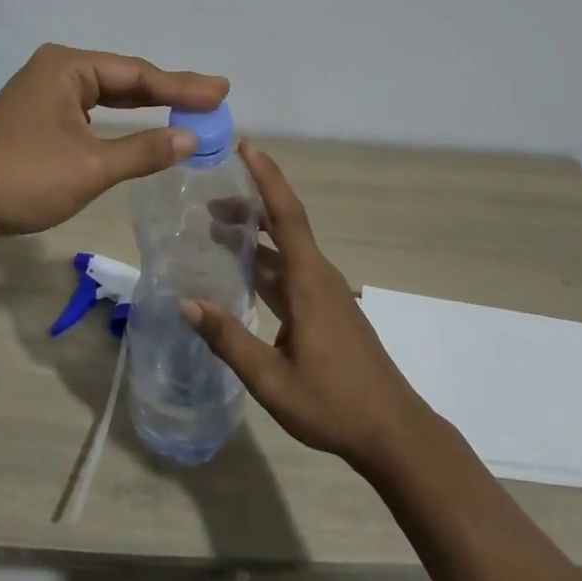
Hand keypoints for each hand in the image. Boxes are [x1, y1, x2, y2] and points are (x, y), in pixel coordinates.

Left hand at [0, 43, 228, 239]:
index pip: (137, 74)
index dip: (182, 86)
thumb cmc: (22, 178)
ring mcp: (44, 93)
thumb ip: (143, 150)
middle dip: (168, 91)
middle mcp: (56, 70)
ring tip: (189, 107)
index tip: (221, 92)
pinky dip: (120, 119)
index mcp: (67, 67)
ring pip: (107, 95)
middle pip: (124, 79)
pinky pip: (91, 111)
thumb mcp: (90, 166)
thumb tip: (191, 138)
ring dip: (145, 105)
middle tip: (214, 97)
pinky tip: (141, 124)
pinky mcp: (37, 118)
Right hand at [183, 142, 432, 471]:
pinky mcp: (327, 310)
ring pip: (286, 250)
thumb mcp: (272, 380)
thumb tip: (187, 302)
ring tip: (216, 227)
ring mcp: (325, 294)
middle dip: (249, 204)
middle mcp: (319, 277)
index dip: (267, 178)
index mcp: (309, 282)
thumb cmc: (334, 404)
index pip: (286, 215)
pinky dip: (264, 260)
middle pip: (284, 225)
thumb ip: (229, 339)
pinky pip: (291, 271)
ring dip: (255, 235)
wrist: (395, 433)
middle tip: (209, 196)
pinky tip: (243, 272)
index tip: (246, 147)